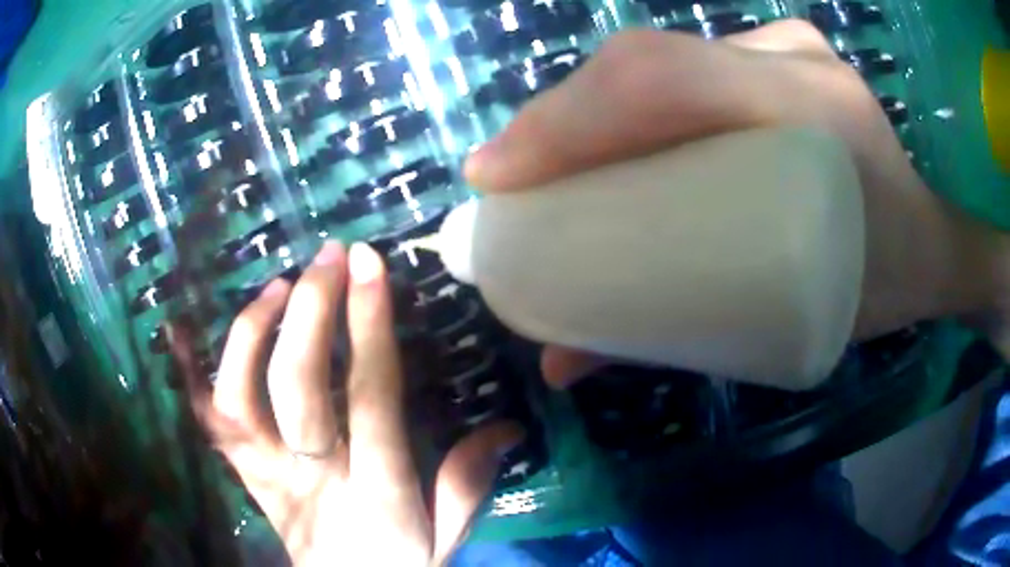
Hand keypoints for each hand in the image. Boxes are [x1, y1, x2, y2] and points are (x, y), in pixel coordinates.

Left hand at [184, 242, 521, 565]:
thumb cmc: (398, 565)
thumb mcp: (445, 535)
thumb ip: (467, 483)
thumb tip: (508, 426)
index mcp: (376, 493)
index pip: (369, 398)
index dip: (368, 327)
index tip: (369, 265)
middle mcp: (314, 478)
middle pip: (298, 387)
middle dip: (312, 311)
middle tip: (328, 257)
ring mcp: (268, 476)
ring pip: (241, 398)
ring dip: (254, 333)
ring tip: (278, 285)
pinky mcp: (245, 476)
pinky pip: (212, 422)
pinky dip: (195, 374)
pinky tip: (193, 328)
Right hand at [465, 22, 1009, 385]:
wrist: (929, 247)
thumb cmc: (878, 289)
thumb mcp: (787, 322)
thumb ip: (674, 335)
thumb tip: (559, 362)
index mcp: (811, 112)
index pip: (662, 81)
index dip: (564, 120)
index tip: (495, 177)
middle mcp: (791, 59)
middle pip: (647, 63)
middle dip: (562, 117)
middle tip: (511, 177)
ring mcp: (785, 49)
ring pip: (660, 60)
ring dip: (590, 108)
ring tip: (547, 163)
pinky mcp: (779, 59)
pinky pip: (689, 66)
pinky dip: (633, 98)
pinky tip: (606, 135)